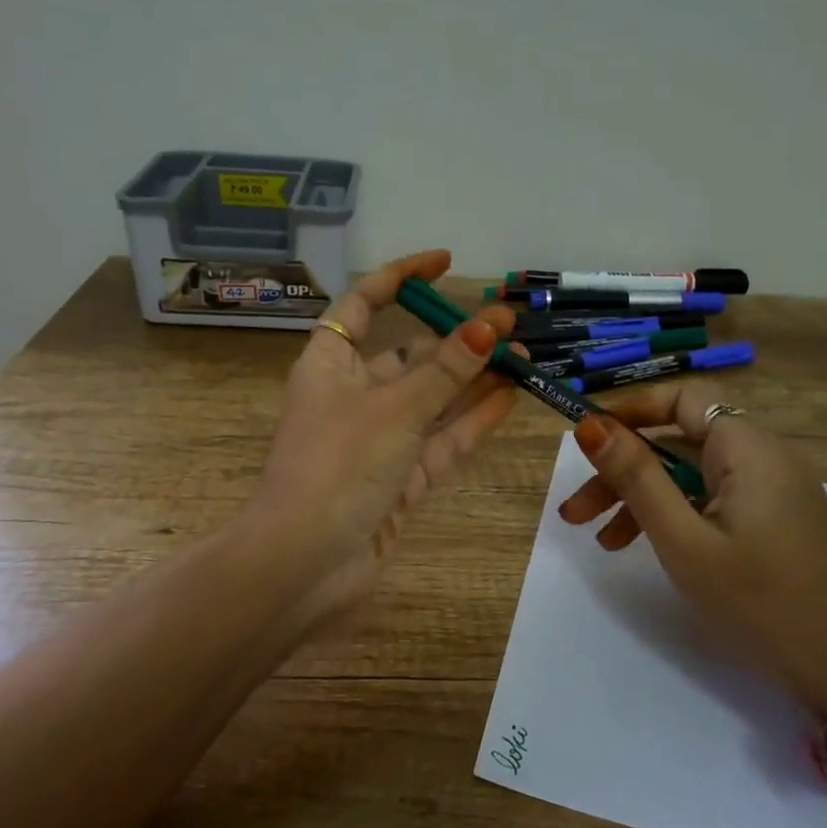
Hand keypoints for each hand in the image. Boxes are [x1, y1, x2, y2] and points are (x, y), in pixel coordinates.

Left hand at [245, 250, 519, 637]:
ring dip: (472, 380)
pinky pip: (438, 442)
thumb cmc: (338, 465)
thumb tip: (492, 323)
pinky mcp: (396, 480)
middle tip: (509, 324)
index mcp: (330, 364)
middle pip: (407, 355)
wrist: (303, 564)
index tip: (444, 263)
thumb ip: (448, 369)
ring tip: (523, 356)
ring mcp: (376, 441)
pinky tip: (509, 398)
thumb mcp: (396, 407)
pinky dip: (470, 422)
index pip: (363, 304)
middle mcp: (351, 396)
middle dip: (455, 339)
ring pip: (430, 400)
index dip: (401, 278)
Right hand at [558, 382, 826, 729]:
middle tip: (575, 511)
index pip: (682, 399)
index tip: (586, 440)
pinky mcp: (774, 519)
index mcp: (748, 449)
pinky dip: (675, 514)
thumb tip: (590, 425)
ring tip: (600, 540)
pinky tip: (644, 547)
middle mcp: (764, 457)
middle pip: (680, 442)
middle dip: (623, 470)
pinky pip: (713, 499)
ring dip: (642, 498)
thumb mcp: (683, 540)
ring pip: (692, 475)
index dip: (631, 411)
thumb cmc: (759, 603)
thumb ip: (636, 477)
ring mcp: (773, 490)